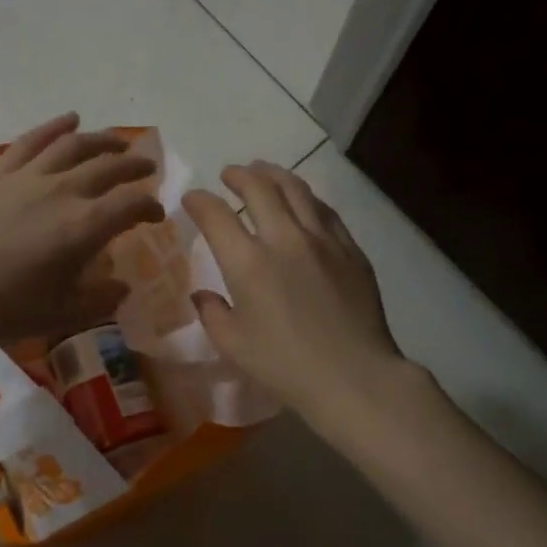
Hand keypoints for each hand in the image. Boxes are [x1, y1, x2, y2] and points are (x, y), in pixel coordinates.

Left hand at [0, 113, 165, 348]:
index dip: (149, 207)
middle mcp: (62, 191)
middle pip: (109, 167)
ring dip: (102, 140)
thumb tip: (121, 286)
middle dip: (134, 166)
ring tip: (118, 142)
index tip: (155, 215)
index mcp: (83, 227)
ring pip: (74, 145)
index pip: (130, 205)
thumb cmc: (6, 309)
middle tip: (147, 169)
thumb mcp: (63, 314)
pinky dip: (55, 127)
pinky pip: (33, 140)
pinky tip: (69, 120)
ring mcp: (28, 176)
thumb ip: (100, 299)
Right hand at [183, 162, 409, 424]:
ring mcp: (322, 240)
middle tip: (229, 174)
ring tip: (263, 171)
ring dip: (274, 174)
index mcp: (248, 263)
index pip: (216, 215)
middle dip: (238, 175)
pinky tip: (302, 200)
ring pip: (296, 190)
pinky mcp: (350, 249)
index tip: (192, 199)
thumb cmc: (285, 366)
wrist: (353, 376)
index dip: (199, 201)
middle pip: (259, 188)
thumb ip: (213, 314)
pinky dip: (306, 197)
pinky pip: (324, 210)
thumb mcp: (234, 345)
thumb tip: (203, 295)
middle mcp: (284, 239)